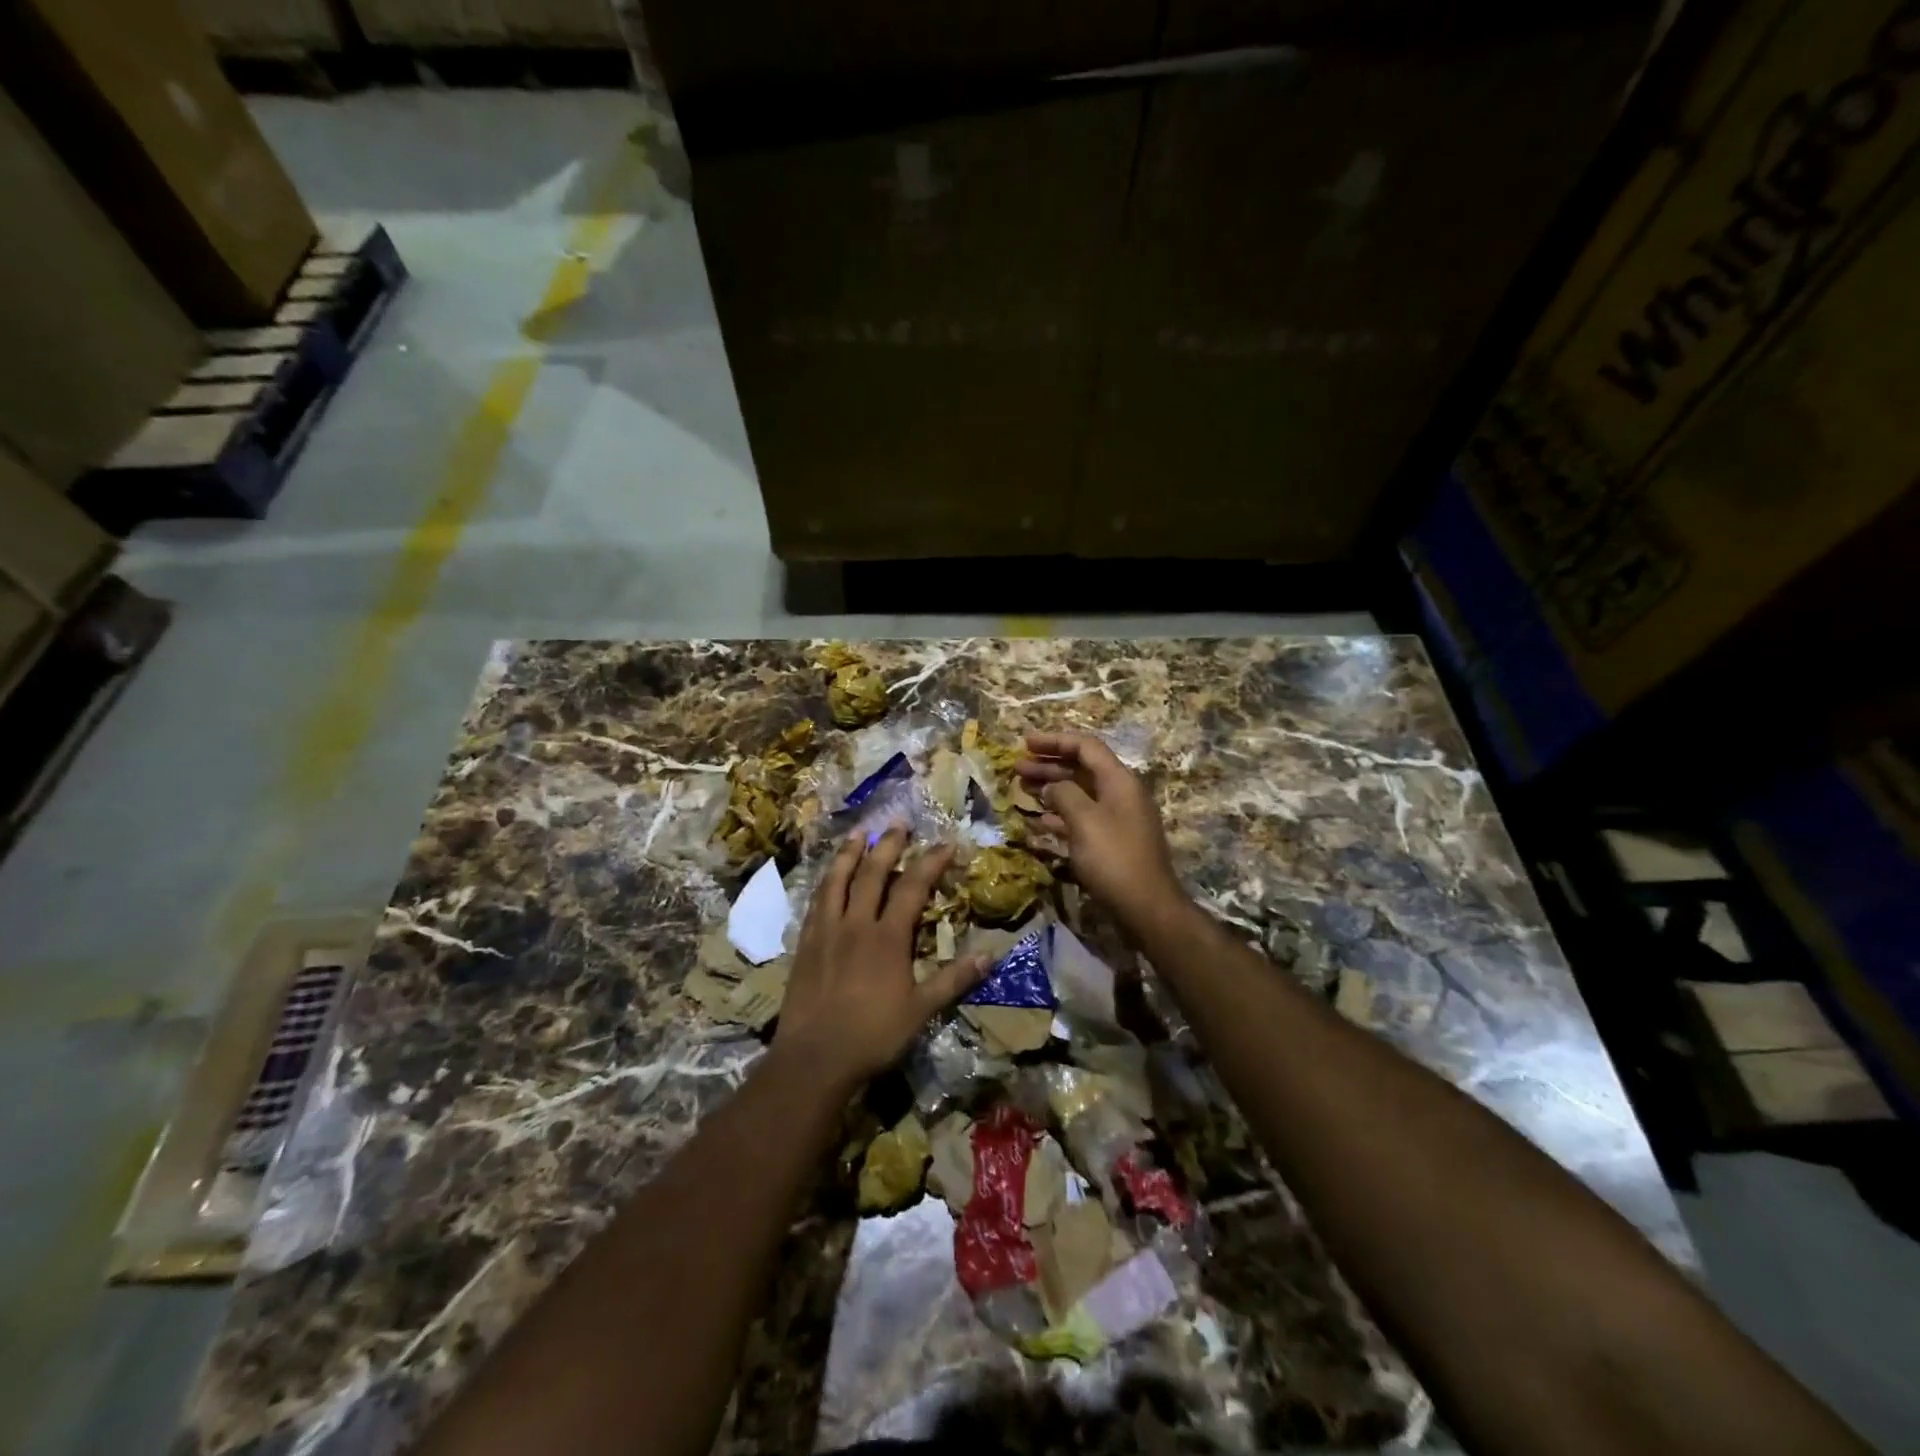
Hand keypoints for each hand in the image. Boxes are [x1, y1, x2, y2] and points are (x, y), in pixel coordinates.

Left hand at [775, 827, 988, 1088]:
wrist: (813, 1059)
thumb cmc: (872, 1036)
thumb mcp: (921, 1011)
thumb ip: (953, 980)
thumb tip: (990, 954)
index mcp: (887, 938)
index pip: (912, 888)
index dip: (930, 863)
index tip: (945, 844)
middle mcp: (855, 924)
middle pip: (872, 873)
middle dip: (887, 845)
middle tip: (898, 823)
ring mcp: (826, 931)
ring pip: (837, 880)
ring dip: (849, 853)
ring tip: (857, 833)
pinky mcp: (804, 943)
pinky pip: (815, 902)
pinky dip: (825, 882)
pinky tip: (828, 877)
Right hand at [1017, 731, 1184, 927]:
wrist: (1146, 907)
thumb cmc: (1114, 858)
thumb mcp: (1084, 820)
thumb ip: (1064, 795)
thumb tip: (1052, 786)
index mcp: (1119, 781)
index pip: (1086, 747)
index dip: (1055, 741)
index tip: (1025, 743)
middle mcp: (1120, 794)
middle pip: (1081, 768)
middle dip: (1049, 765)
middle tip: (1017, 768)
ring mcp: (1117, 818)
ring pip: (1079, 793)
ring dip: (1051, 788)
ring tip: (1022, 789)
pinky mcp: (1111, 841)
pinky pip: (1082, 817)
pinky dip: (1060, 814)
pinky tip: (1039, 820)